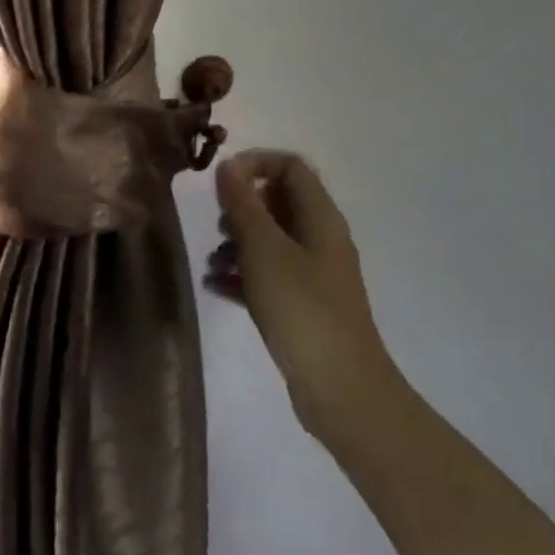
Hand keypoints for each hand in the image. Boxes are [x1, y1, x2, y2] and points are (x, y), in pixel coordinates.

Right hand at [204, 149, 404, 443]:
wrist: (341, 391)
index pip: (290, 166)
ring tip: (212, 263)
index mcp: (320, 217)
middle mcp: (321, 239)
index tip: (220, 182)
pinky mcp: (305, 306)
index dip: (254, 163)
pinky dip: (243, 275)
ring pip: (271, 240)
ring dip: (238, 244)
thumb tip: (228, 166)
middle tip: (217, 226)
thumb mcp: (263, 249)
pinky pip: (270, 275)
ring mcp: (315, 274)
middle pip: (278, 202)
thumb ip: (242, 204)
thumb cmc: (301, 308)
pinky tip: (216, 287)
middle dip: (242, 208)